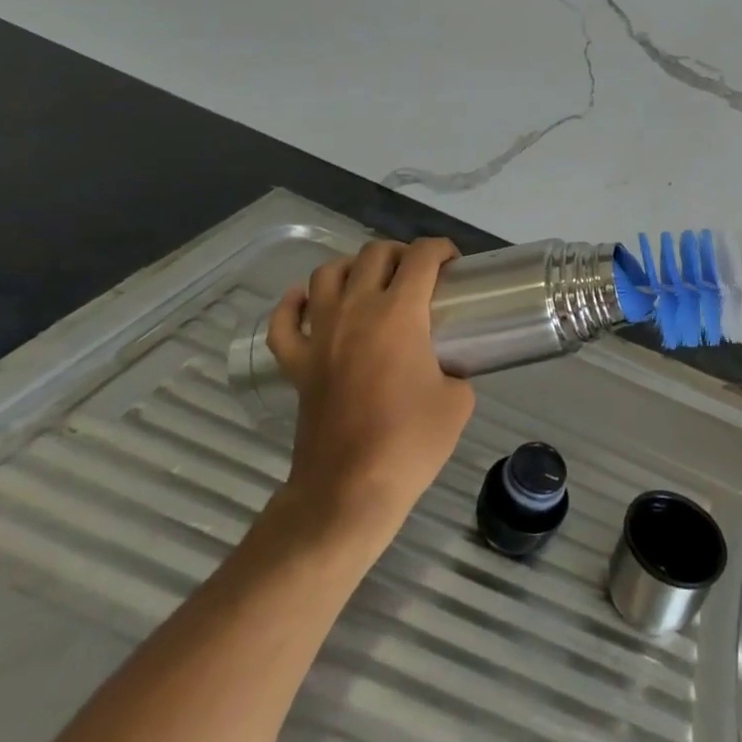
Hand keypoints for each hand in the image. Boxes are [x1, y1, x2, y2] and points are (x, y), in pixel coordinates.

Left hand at [266, 239, 473, 546]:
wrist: (348, 493)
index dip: (442, 249)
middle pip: (374, 254)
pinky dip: (294, 303)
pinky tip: (309, 301)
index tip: (453, 264)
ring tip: (370, 282)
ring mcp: (320, 336)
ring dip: (352, 267)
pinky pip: (284, 321)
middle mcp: (356, 311)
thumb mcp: (458, 401)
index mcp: (400, 314)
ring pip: (327, 273)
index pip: (422, 256)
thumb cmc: (409, 444)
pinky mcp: (296, 364)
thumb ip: (456, 369)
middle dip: (401, 253)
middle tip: (418, 275)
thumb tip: (446, 365)